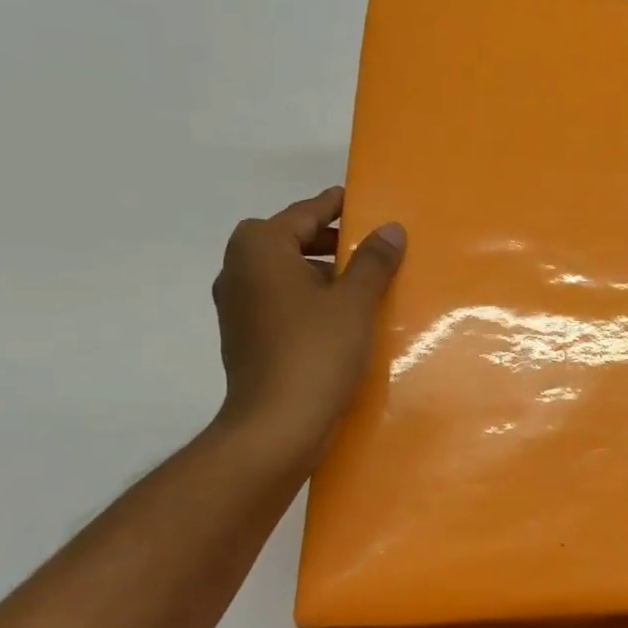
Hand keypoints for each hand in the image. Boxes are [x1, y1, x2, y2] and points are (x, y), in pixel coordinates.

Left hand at [211, 187, 405, 466]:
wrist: (275, 426)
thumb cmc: (315, 352)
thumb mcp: (354, 301)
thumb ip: (373, 260)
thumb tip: (390, 229)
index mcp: (260, 248)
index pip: (305, 212)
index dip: (336, 205)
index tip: (363, 201)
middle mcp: (238, 268)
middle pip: (290, 239)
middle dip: (330, 240)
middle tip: (371, 245)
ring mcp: (237, 305)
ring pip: (285, 272)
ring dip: (321, 270)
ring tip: (364, 282)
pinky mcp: (244, 335)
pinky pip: (280, 300)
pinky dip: (308, 297)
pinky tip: (341, 315)